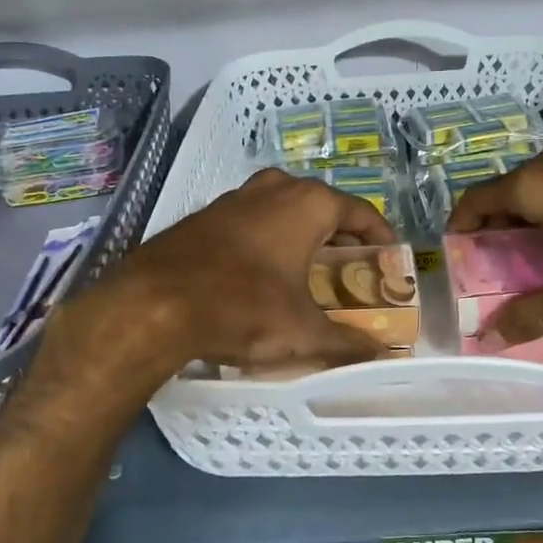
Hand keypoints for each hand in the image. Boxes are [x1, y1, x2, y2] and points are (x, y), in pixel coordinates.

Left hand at [51, 167, 399, 383]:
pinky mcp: (206, 215)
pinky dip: (268, 239)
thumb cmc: (243, 308)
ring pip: (284, 210)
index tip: (390, 258)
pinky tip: (263, 272)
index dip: (380, 236)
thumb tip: (377, 354)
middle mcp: (275, 188)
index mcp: (308, 204)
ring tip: (310, 271)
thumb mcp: (302, 332)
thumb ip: (346, 342)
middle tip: (351, 270)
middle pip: (322, 208)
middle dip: (340, 237)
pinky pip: (253, 221)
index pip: (360, 212)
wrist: (153, 304)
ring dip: (302, 235)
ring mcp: (236, 197)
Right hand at [448, 137, 542, 347]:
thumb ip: (536, 313)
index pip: (475, 201)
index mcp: (535, 183)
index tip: (458, 260)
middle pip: (507, 194)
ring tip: (538, 260)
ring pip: (542, 188)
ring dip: (531, 219)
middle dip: (497, 230)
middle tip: (499, 270)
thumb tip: (490, 339)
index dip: (460, 230)